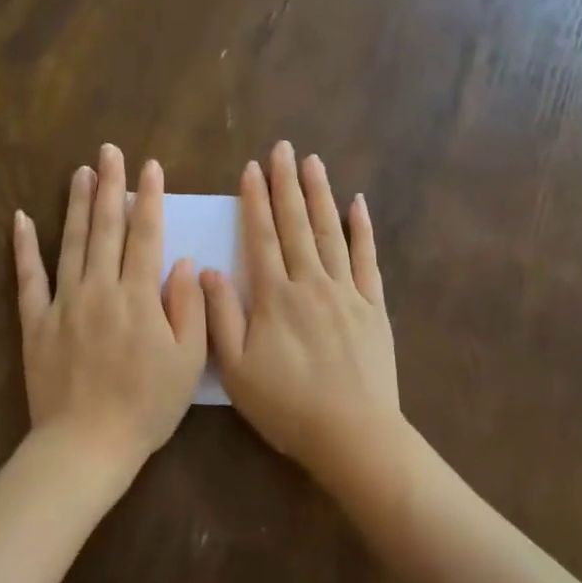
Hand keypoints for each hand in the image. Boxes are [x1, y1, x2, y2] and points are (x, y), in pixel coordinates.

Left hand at [14, 144, 206, 496]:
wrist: (87, 444)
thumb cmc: (147, 406)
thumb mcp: (187, 362)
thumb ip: (189, 308)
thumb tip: (181, 262)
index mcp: (138, 297)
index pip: (146, 235)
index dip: (150, 198)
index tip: (150, 167)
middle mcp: (99, 289)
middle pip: (106, 228)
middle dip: (110, 186)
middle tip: (109, 151)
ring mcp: (63, 303)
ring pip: (71, 243)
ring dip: (76, 204)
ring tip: (80, 171)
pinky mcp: (35, 322)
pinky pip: (28, 278)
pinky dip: (24, 247)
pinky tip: (20, 219)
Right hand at [202, 141, 400, 476]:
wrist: (352, 434)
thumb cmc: (287, 407)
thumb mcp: (237, 369)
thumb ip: (220, 316)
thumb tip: (207, 270)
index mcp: (274, 297)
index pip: (262, 238)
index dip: (255, 202)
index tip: (251, 169)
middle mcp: (311, 283)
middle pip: (297, 224)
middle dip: (287, 184)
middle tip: (283, 148)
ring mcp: (347, 292)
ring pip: (331, 232)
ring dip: (320, 195)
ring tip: (313, 162)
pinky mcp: (373, 306)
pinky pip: (367, 259)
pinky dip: (363, 229)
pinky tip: (358, 204)